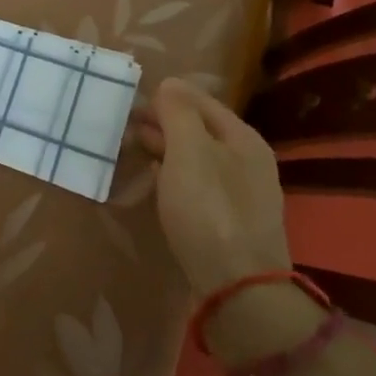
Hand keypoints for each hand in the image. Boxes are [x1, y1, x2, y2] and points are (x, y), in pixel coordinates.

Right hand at [136, 77, 290, 298]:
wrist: (239, 290)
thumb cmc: (210, 210)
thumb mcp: (189, 152)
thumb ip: (178, 113)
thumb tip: (169, 85)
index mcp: (243, 138)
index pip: (200, 101)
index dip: (167, 96)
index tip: (132, 100)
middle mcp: (248, 161)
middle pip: (201, 129)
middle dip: (165, 123)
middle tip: (126, 125)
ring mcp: (243, 194)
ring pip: (199, 159)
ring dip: (168, 149)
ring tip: (135, 149)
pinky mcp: (231, 224)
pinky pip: (199, 186)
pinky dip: (176, 176)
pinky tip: (158, 183)